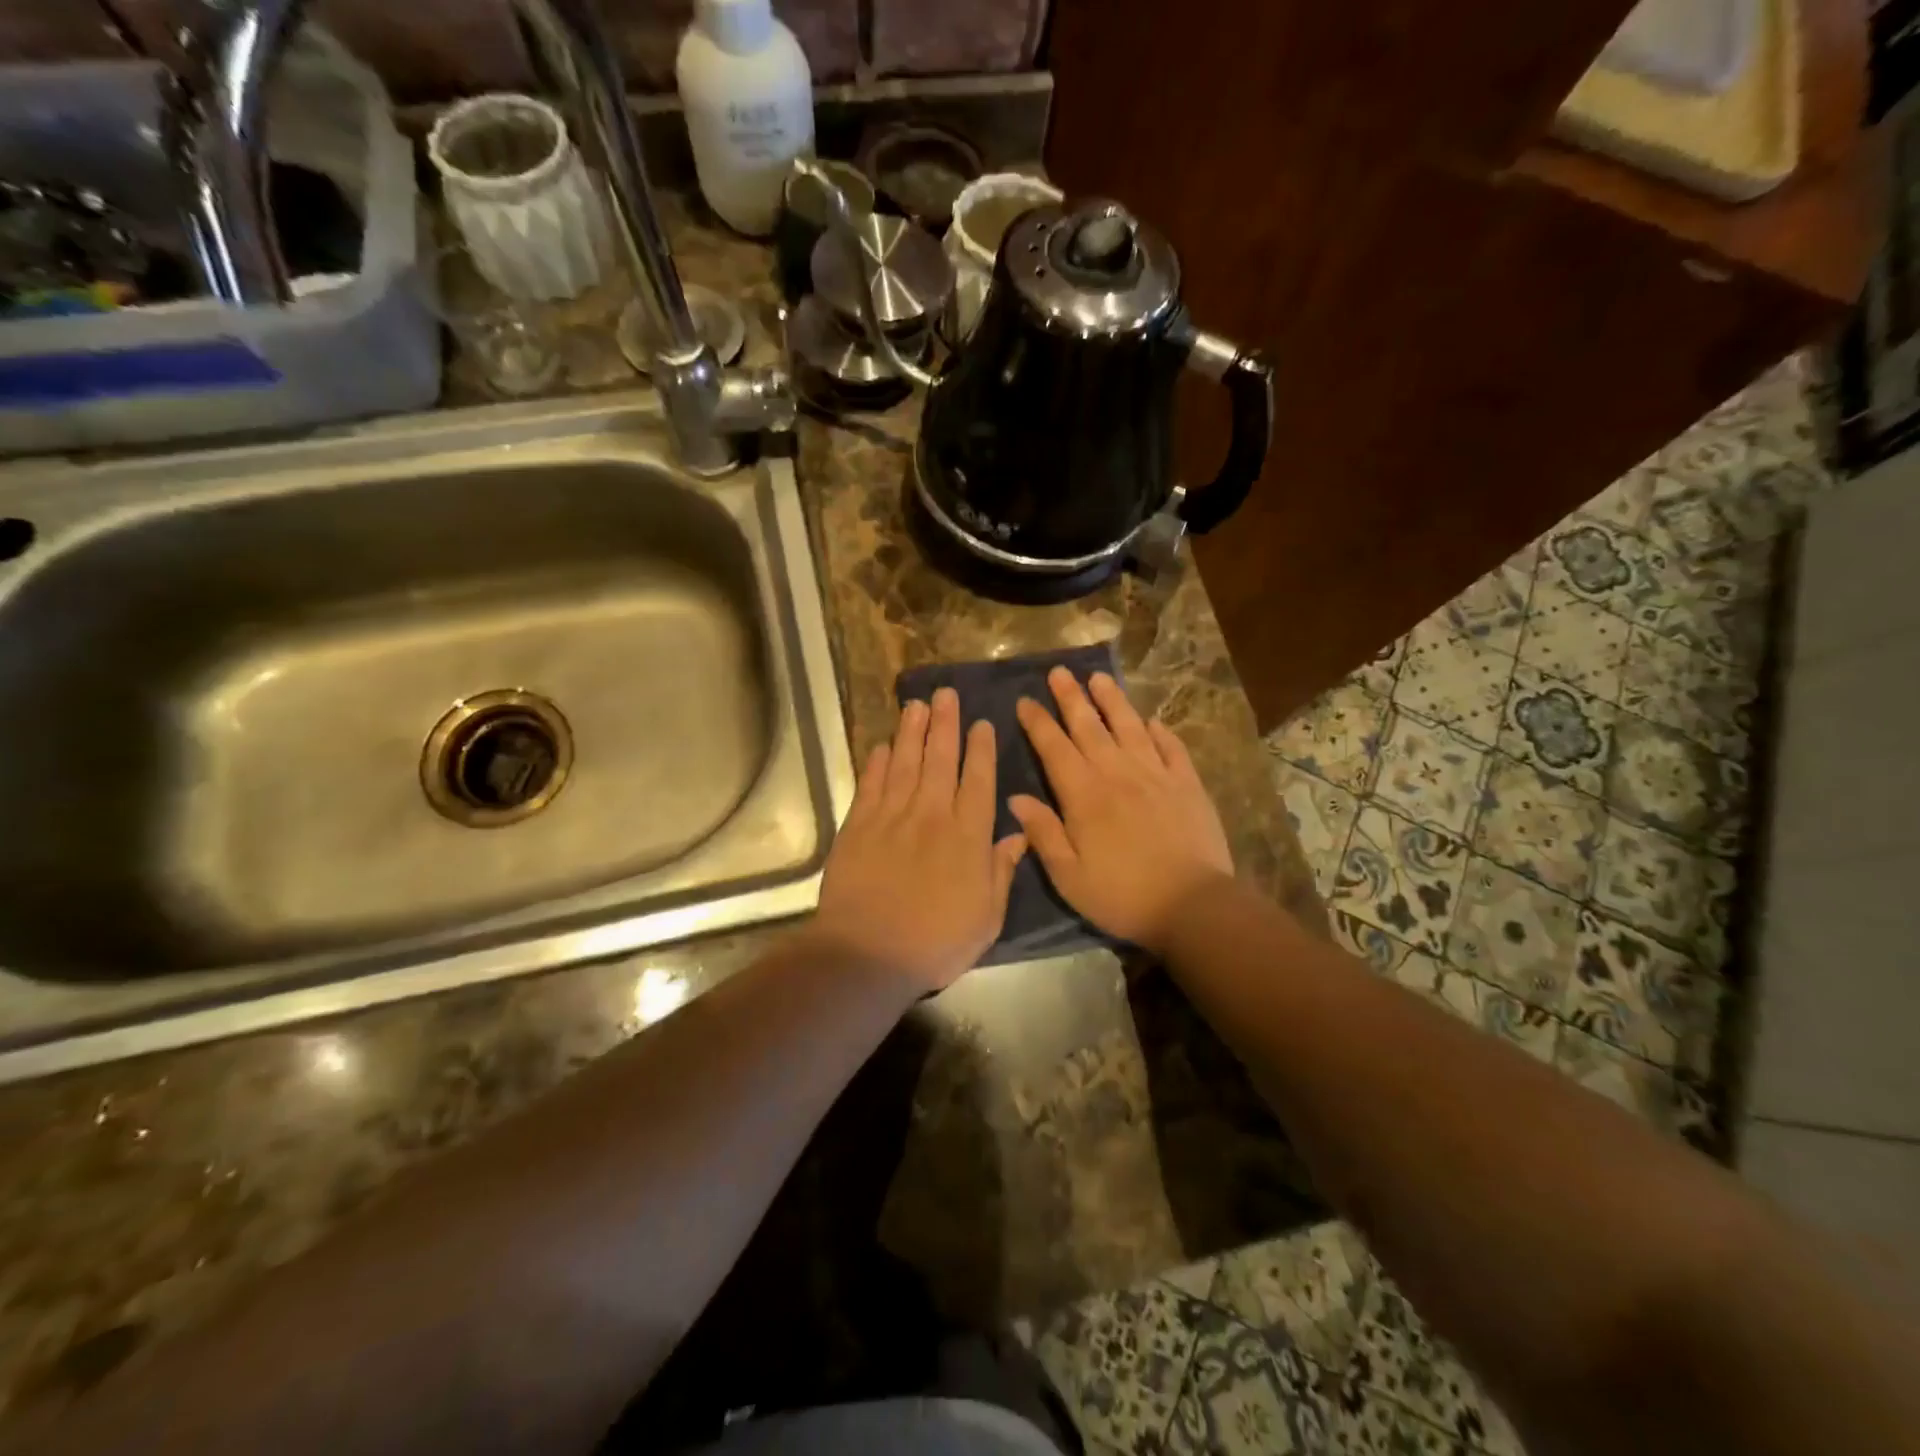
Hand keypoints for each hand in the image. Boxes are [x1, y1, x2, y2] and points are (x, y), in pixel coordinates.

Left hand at [813, 687, 1027, 992]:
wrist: (868, 953)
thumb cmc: (936, 941)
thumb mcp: (986, 917)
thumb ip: (1001, 871)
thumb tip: (1018, 834)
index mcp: (967, 835)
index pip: (977, 780)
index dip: (980, 749)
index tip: (982, 723)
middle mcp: (931, 815)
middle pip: (939, 759)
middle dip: (945, 724)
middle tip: (946, 694)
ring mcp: (891, 817)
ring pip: (904, 763)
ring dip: (911, 732)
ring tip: (916, 705)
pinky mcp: (857, 826)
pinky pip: (870, 785)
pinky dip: (876, 763)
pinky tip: (881, 746)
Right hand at [1010, 669, 1234, 956]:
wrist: (1192, 905)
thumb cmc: (1122, 895)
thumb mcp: (1069, 876)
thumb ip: (1043, 833)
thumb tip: (1016, 798)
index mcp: (1084, 795)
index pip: (1054, 748)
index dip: (1038, 723)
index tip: (1025, 701)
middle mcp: (1117, 773)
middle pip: (1089, 727)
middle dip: (1071, 698)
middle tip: (1059, 672)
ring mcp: (1156, 775)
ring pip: (1129, 727)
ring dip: (1112, 701)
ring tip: (1099, 678)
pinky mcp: (1187, 784)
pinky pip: (1171, 748)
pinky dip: (1160, 732)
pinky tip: (1153, 721)